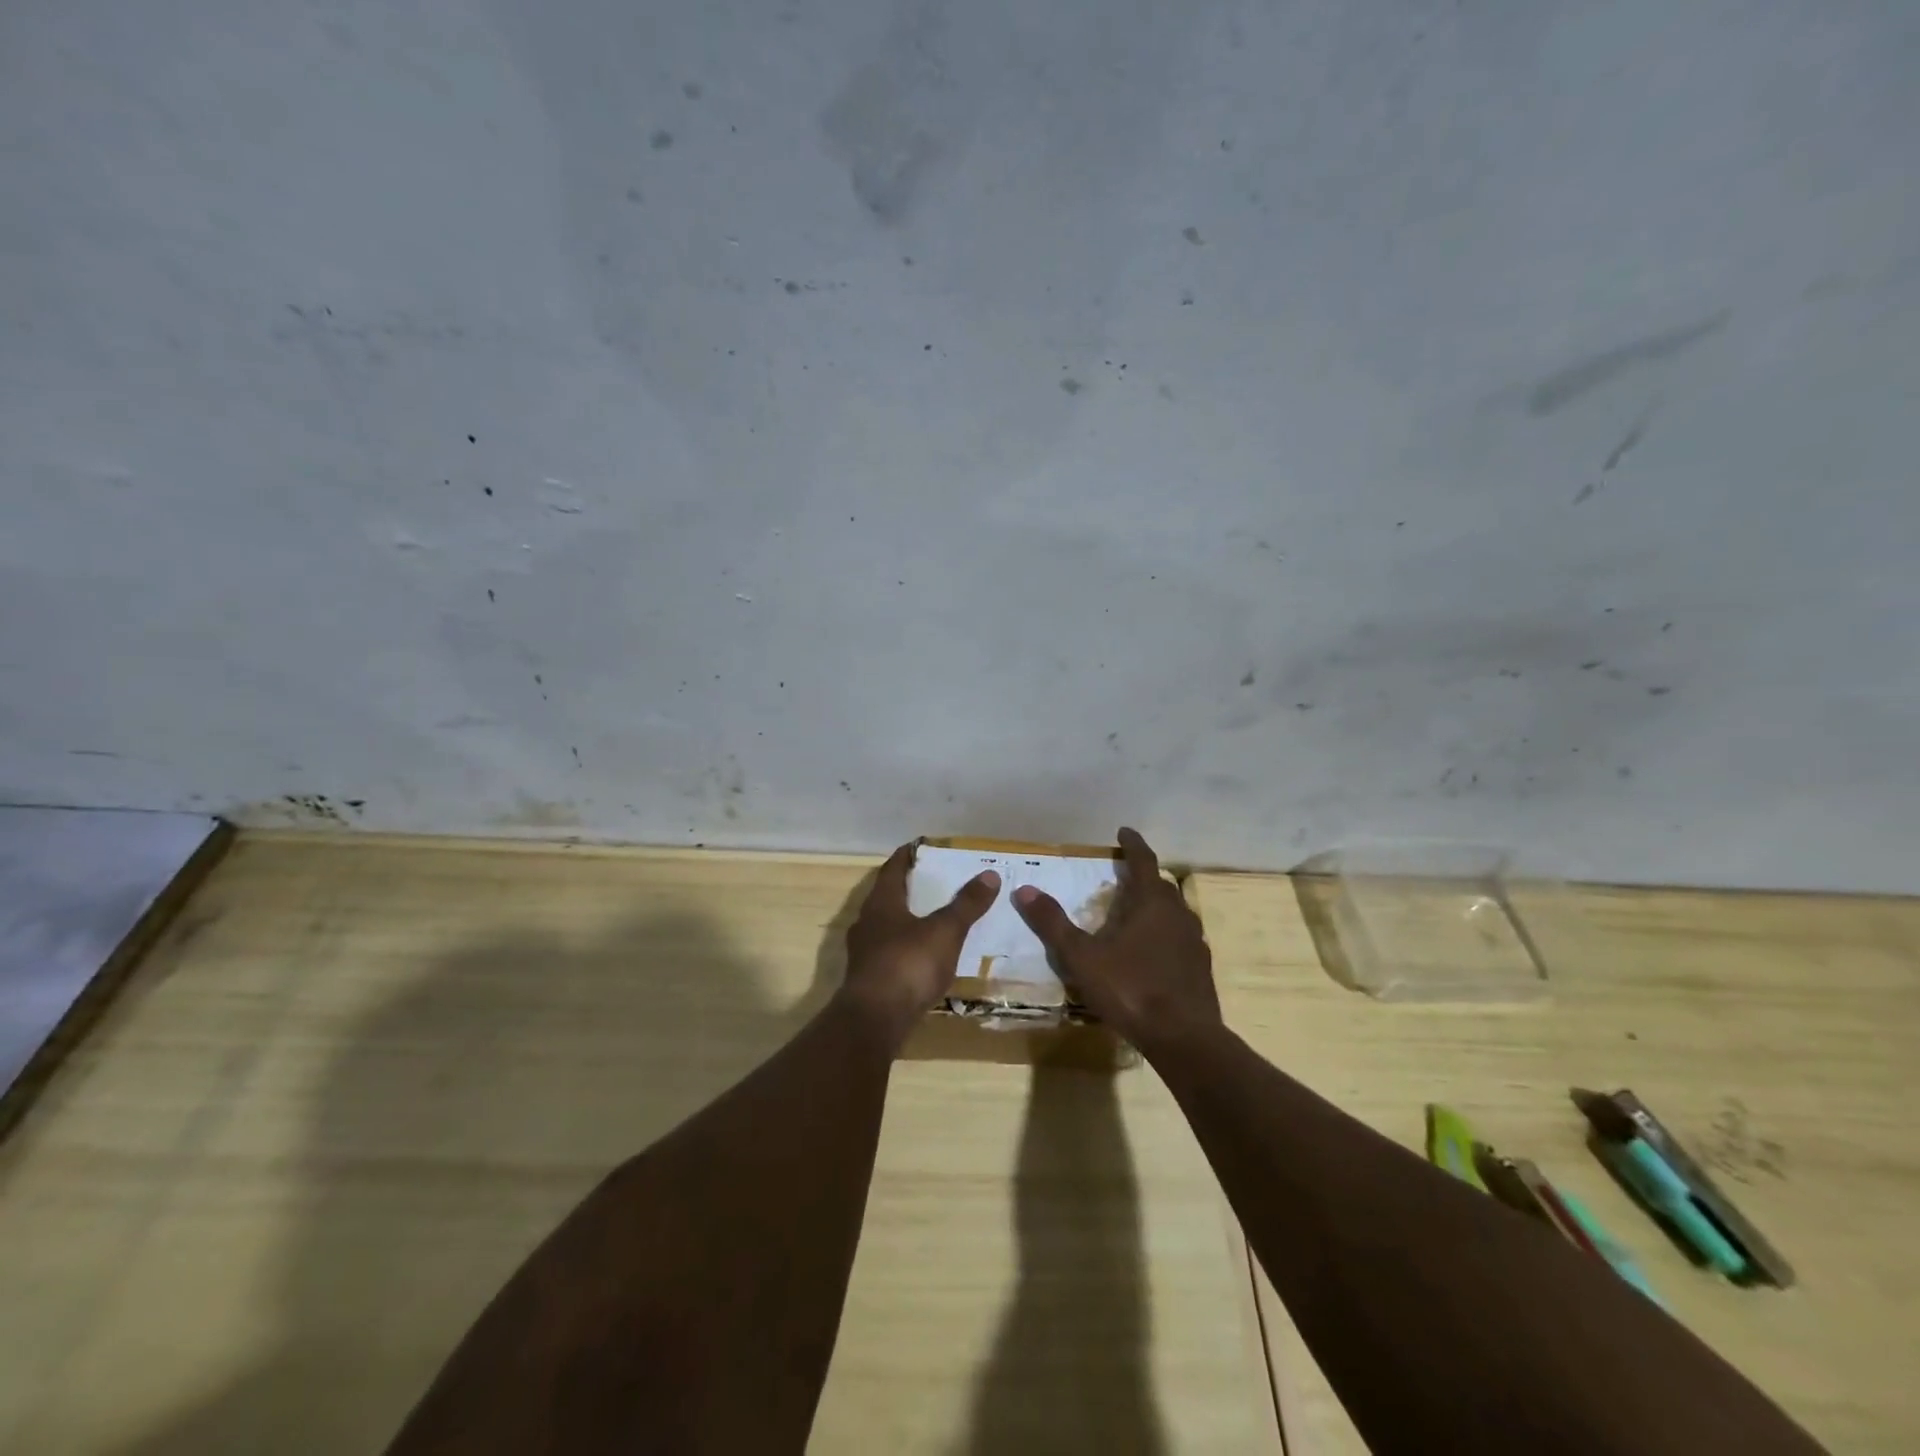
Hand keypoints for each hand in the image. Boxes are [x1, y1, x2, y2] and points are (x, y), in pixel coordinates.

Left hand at [841, 842, 1000, 1048]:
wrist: (874, 1021)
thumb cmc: (909, 964)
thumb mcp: (945, 930)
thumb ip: (967, 904)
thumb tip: (990, 874)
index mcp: (881, 902)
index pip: (892, 868)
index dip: (907, 856)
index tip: (921, 847)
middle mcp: (867, 922)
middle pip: (887, 896)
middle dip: (909, 888)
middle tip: (934, 882)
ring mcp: (864, 953)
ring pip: (886, 926)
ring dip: (906, 920)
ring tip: (933, 918)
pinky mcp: (869, 980)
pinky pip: (889, 953)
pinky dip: (906, 948)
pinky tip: (923, 957)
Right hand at [1011, 827, 1220, 1052]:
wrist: (1184, 1038)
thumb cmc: (1130, 989)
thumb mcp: (1082, 957)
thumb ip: (1053, 923)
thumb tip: (1024, 889)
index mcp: (1151, 903)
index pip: (1144, 861)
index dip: (1133, 844)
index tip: (1124, 832)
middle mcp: (1178, 914)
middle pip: (1161, 885)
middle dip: (1143, 876)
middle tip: (1123, 876)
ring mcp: (1194, 942)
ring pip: (1174, 912)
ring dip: (1156, 906)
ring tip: (1135, 914)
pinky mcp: (1200, 968)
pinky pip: (1181, 938)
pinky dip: (1165, 934)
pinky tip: (1152, 952)